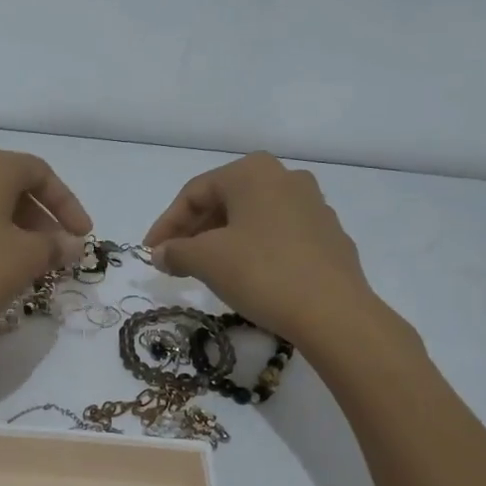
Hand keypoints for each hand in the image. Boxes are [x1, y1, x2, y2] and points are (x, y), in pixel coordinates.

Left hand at [0, 145, 91, 350]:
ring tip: (17, 260)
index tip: (81, 236)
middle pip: (5, 184)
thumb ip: (54, 246)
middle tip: (51, 250)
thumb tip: (70, 243)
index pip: (39, 173)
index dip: (67, 204)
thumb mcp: (25, 260)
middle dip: (35, 217)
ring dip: (3, 226)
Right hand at [144, 152, 400, 351]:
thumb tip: (162, 253)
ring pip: (252, 218)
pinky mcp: (329, 236)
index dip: (166, 223)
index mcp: (253, 172)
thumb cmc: (262, 273)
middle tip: (174, 260)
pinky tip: (246, 276)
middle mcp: (285, 178)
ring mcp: (313, 206)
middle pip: (225, 201)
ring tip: (205, 269)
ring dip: (222, 240)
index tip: (151, 253)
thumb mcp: (207, 261)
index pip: (195, 192)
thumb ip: (176, 251)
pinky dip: (253, 249)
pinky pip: (278, 235)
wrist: (334, 313)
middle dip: (194, 231)